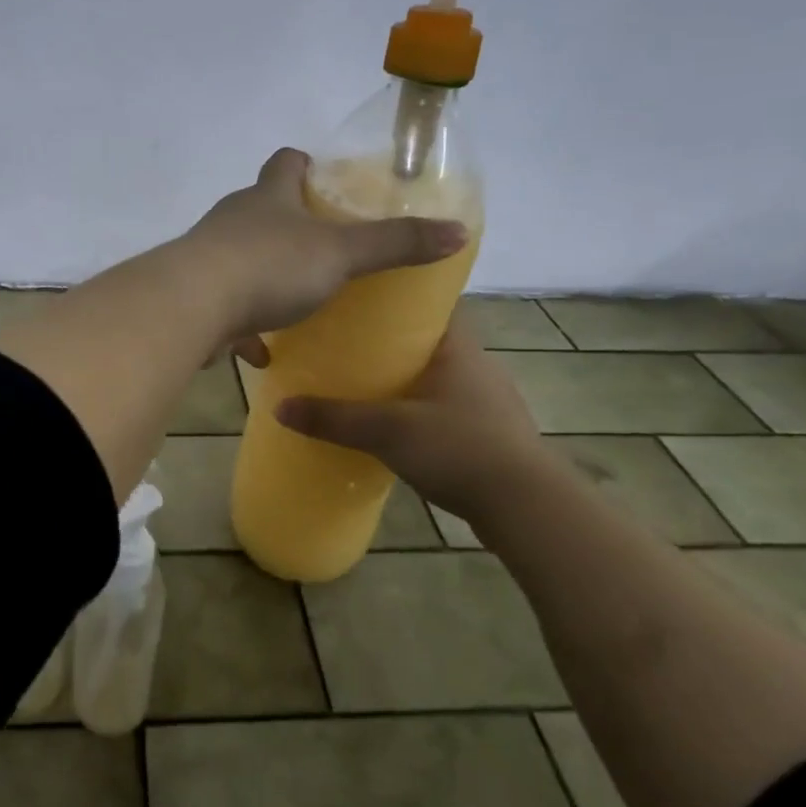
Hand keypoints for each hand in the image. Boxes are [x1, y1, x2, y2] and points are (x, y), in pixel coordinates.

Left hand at [184, 148, 466, 357]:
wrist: (191, 307)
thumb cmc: (269, 267)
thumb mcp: (341, 253)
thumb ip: (395, 244)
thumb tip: (457, 230)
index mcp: (268, 197)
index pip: (287, 162)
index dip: (307, 165)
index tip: (326, 179)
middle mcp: (234, 220)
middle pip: (263, 210)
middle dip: (290, 225)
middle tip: (325, 247)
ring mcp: (209, 258)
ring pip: (242, 261)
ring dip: (266, 278)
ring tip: (297, 300)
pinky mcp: (195, 298)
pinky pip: (226, 310)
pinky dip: (245, 329)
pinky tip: (261, 354)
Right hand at [275, 312, 558, 521]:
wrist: (525, 506)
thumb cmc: (458, 448)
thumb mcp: (387, 431)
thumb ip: (335, 418)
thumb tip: (279, 406)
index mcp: (457, 347)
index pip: (428, 304)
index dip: (395, 300)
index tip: (358, 302)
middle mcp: (477, 365)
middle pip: (427, 342)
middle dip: (390, 344)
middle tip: (347, 347)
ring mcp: (488, 401)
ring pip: (436, 378)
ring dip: (406, 380)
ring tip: (364, 387)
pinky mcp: (492, 433)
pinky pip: (446, 408)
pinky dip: (421, 410)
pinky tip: (397, 428)